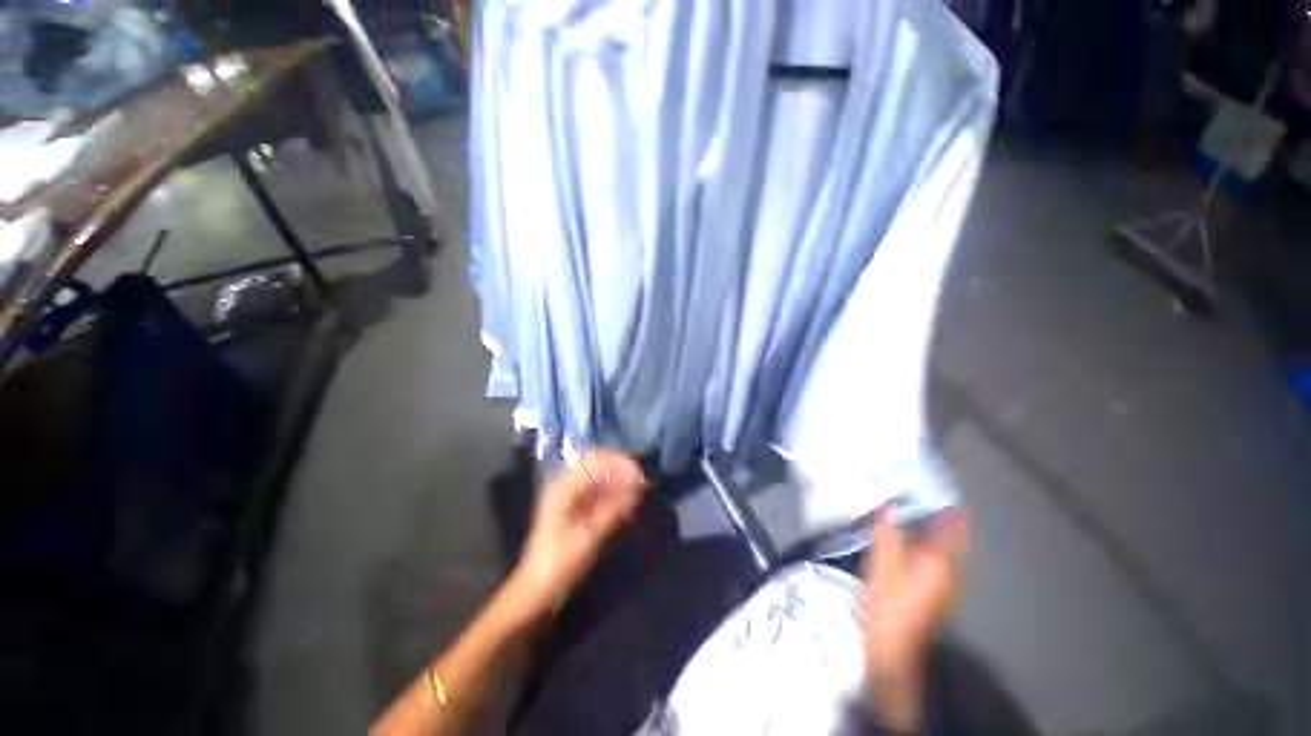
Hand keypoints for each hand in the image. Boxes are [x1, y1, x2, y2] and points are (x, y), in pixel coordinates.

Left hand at [502, 450, 646, 625]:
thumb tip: (639, 489)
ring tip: (640, 489)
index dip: (619, 462)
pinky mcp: (578, 510)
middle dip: (622, 467)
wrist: (538, 594)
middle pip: (598, 464)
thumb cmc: (559, 565)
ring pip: (601, 477)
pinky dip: (616, 492)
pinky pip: (601, 491)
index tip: (640, 473)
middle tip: (643, 479)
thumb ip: (614, 509)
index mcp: (563, 487)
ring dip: (621, 479)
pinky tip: (629, 502)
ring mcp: (572, 497)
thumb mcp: (588, 538)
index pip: (595, 460)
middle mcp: (567, 485)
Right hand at [862, 507, 968, 731]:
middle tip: (934, 501)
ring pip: (948, 553)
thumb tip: (890, 503)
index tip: (948, 494)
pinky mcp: (935, 595)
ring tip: (926, 517)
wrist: (893, 649)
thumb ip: (887, 532)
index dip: (952, 513)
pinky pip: (940, 563)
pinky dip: (933, 548)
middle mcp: (949, 573)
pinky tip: (917, 546)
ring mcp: (944, 587)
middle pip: (954, 542)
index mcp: (939, 563)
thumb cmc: (889, 604)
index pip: (952, 532)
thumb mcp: (883, 564)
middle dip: (948, 522)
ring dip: (941, 535)